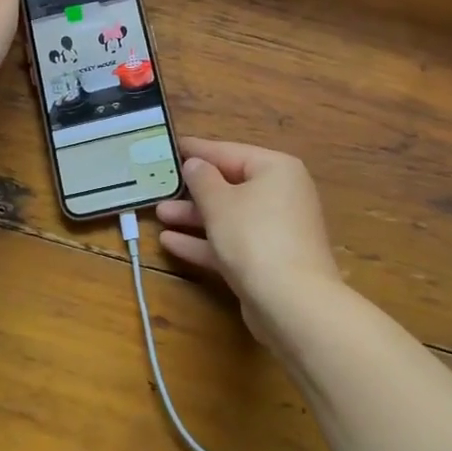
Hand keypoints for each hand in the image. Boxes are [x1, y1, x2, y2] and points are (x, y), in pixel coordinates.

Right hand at [155, 138, 343, 344]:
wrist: (292, 304)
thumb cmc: (255, 237)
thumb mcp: (219, 201)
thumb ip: (202, 179)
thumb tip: (195, 164)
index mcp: (276, 170)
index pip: (229, 152)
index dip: (197, 150)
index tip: (169, 146)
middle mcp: (280, 195)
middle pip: (229, 185)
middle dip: (192, 190)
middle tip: (160, 186)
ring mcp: (275, 231)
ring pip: (228, 216)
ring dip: (193, 216)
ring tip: (159, 214)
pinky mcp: (267, 262)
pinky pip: (231, 243)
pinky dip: (204, 241)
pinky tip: (170, 242)